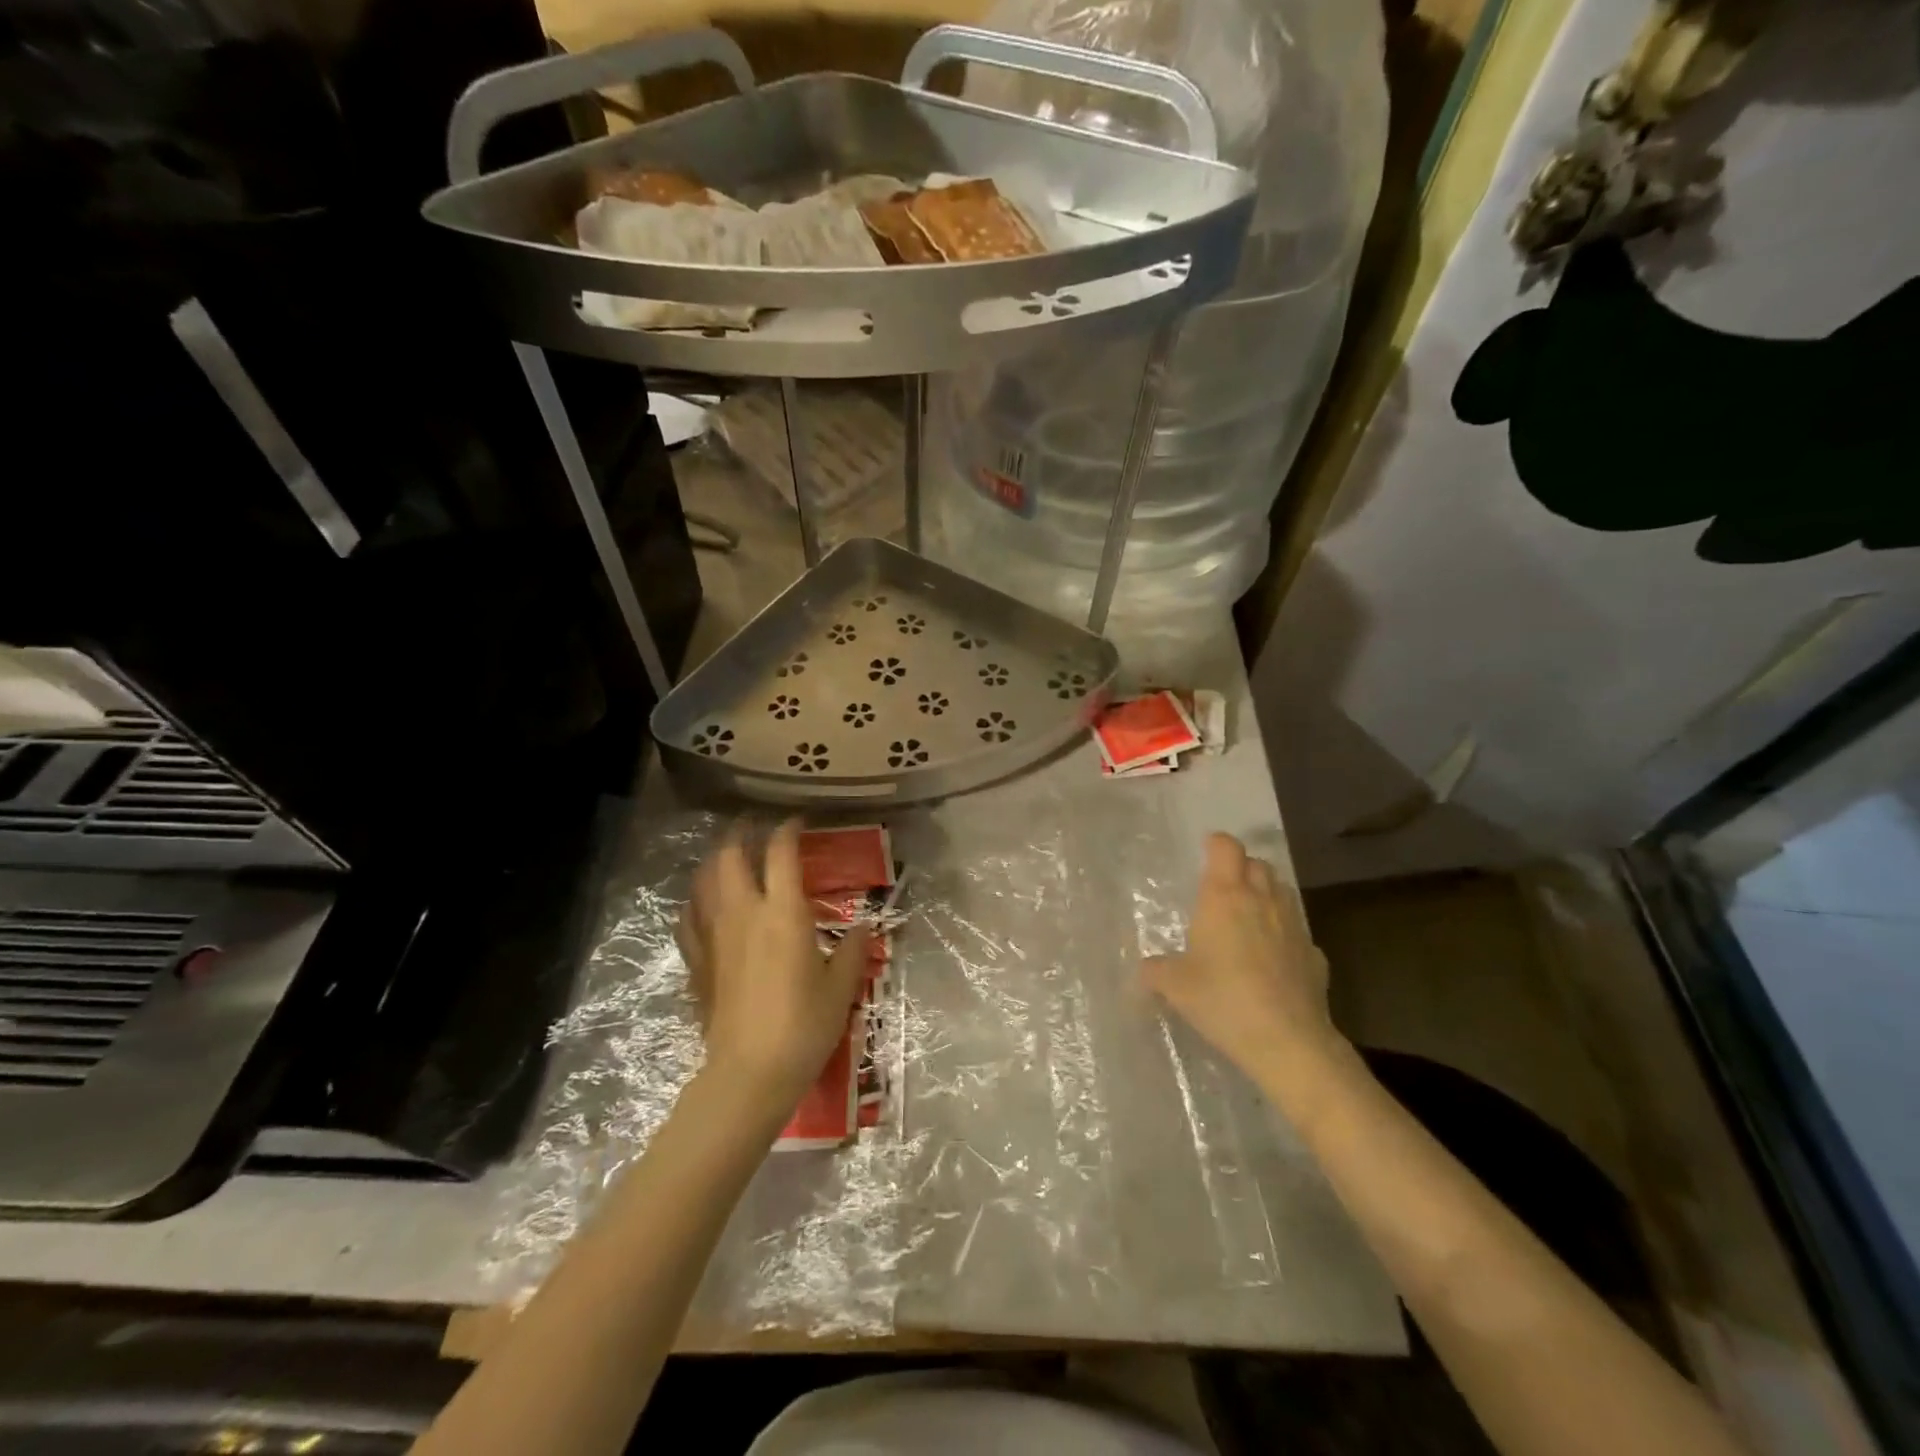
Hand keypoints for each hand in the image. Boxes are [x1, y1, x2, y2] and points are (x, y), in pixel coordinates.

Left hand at [678, 821, 871, 1116]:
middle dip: (740, 833)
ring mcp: (714, 935)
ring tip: (729, 856)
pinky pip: (688, 918)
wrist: (749, 1073)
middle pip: (730, 855)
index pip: (780, 852)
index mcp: (783, 912)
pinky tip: (703, 904)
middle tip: (754, 827)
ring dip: (716, 860)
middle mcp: (744, 912)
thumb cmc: (804, 1026)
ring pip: (704, 881)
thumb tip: (864, 927)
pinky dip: (696, 901)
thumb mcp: (841, 987)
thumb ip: (854, 951)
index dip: (787, 829)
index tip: (797, 822)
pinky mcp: (697, 961)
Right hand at [1141, 833, 1344, 1081]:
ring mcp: (1293, 926)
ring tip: (1247, 917)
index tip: (1204, 853)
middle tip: (1222, 888)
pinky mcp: (1314, 955)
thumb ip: (1156, 970)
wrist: (1288, 1042)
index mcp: (1225, 897)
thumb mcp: (1175, 986)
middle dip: (1241, 868)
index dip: (1216, 844)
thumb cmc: (1224, 1000)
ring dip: (1265, 894)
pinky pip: (1297, 931)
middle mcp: (1262, 901)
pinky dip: (1284, 934)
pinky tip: (1272, 959)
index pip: (1226, 847)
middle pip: (1258, 864)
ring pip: (1282, 891)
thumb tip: (1146, 968)